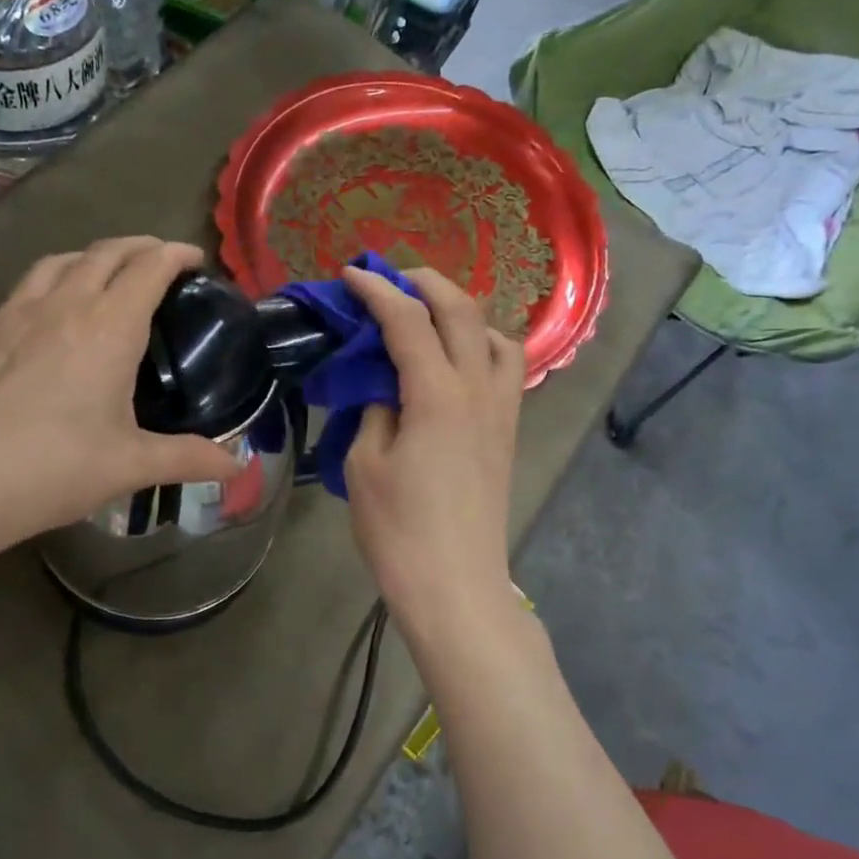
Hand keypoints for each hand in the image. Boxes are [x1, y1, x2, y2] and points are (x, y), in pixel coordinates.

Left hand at [0, 237, 240, 564]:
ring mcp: (16, 314)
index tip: (196, 260)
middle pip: (106, 251)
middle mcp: (63, 305)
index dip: (176, 254)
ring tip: (108, 276)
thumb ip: (189, 459)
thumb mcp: (131, 466)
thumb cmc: (53, 468)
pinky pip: (28, 285)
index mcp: (107, 327)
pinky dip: (55, 279)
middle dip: (140, 247)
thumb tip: (238, 467)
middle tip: (162, 263)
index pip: (149, 267)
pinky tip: (52, 313)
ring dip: (93, 256)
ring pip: (60, 260)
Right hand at [342, 266, 524, 639]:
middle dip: (425, 283)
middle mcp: (479, 389)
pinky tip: (458, 362)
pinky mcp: (508, 432)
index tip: (351, 274)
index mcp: (437, 393)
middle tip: (391, 280)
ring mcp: (501, 410)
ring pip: (496, 334)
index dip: (377, 291)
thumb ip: (376, 409)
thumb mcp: (366, 464)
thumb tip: (386, 385)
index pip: (407, 320)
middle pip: (461, 310)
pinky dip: (483, 345)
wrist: (456, 585)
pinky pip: (507, 368)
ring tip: (431, 317)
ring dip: (463, 311)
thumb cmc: (399, 530)